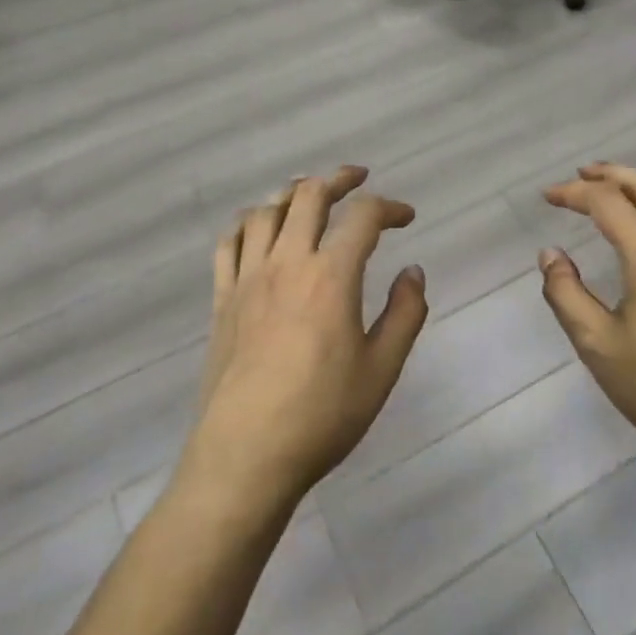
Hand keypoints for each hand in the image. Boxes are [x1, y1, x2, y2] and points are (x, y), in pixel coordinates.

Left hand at [184, 166, 427, 510]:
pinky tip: (259, 226)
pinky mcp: (222, 298)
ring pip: (266, 211)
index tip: (406, 217)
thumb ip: (405, 314)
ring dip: (292, 193)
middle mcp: (287, 263)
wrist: (247, 456)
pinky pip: (229, 243)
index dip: (389, 207)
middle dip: (339, 179)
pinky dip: (247, 222)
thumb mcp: (382, 370)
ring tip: (310, 194)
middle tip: (358, 179)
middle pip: (309, 196)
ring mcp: (248, 278)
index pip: (363, 218)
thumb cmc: (322, 414)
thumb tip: (413, 271)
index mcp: (331, 276)